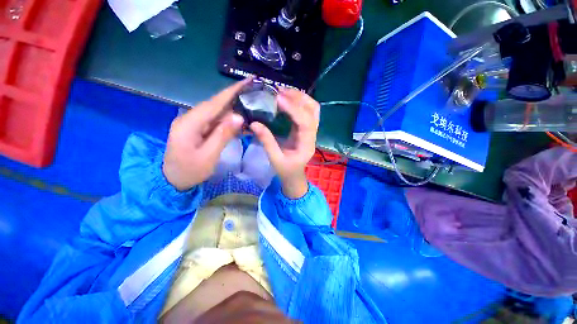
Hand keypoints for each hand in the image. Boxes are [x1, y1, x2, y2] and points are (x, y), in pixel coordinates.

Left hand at [163, 79, 250, 190]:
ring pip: (217, 112)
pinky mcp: (198, 129)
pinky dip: (229, 120)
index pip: (214, 103)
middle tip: (254, 92)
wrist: (172, 180)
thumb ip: (222, 135)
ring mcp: (194, 123)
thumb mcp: (208, 156)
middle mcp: (191, 118)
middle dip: (235, 97)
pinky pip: (216, 121)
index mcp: (190, 123)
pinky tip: (241, 121)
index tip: (247, 81)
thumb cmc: (189, 171)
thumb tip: (239, 117)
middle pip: (216, 104)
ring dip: (234, 108)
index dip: (231, 91)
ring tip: (251, 105)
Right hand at [250, 88, 319, 198]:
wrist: (294, 175)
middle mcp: (313, 135)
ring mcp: (311, 131)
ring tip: (283, 92)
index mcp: (307, 144)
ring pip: (312, 109)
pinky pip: (307, 111)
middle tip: (279, 91)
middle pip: (313, 111)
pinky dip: (299, 102)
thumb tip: (254, 123)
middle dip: (298, 98)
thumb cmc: (285, 170)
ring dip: (300, 97)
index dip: (293, 109)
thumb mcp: (274, 159)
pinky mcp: (306, 128)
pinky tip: (287, 98)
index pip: (305, 122)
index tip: (278, 98)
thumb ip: (266, 141)